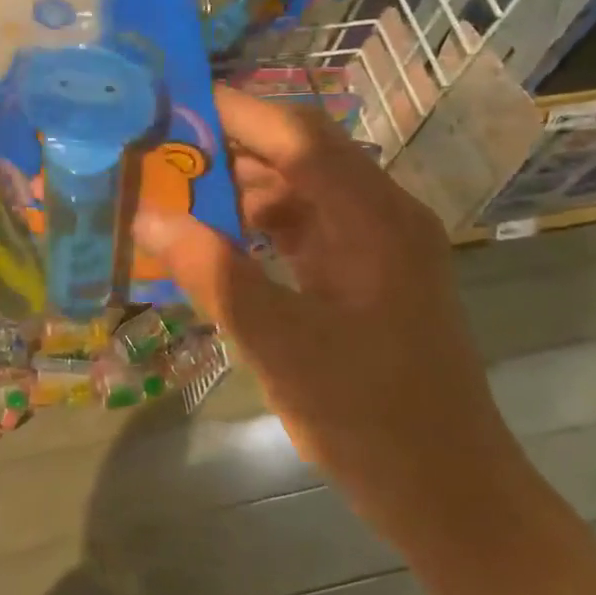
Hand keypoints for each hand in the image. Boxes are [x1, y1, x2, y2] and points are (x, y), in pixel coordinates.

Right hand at [134, 88, 520, 538]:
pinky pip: (305, 229)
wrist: (448, 493)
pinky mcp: (366, 275)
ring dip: (241, 188)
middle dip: (231, 146)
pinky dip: (259, 226)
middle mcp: (381, 217)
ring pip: (300, 192)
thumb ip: (214, 275)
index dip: (236, 111)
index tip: (173, 101)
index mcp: (374, 220)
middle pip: (300, 156)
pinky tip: (215, 242)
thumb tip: (147, 218)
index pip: (298, 137)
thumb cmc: (370, 419)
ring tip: (175, 192)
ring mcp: (377, 246)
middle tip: (160, 148)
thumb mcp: (281, 346)